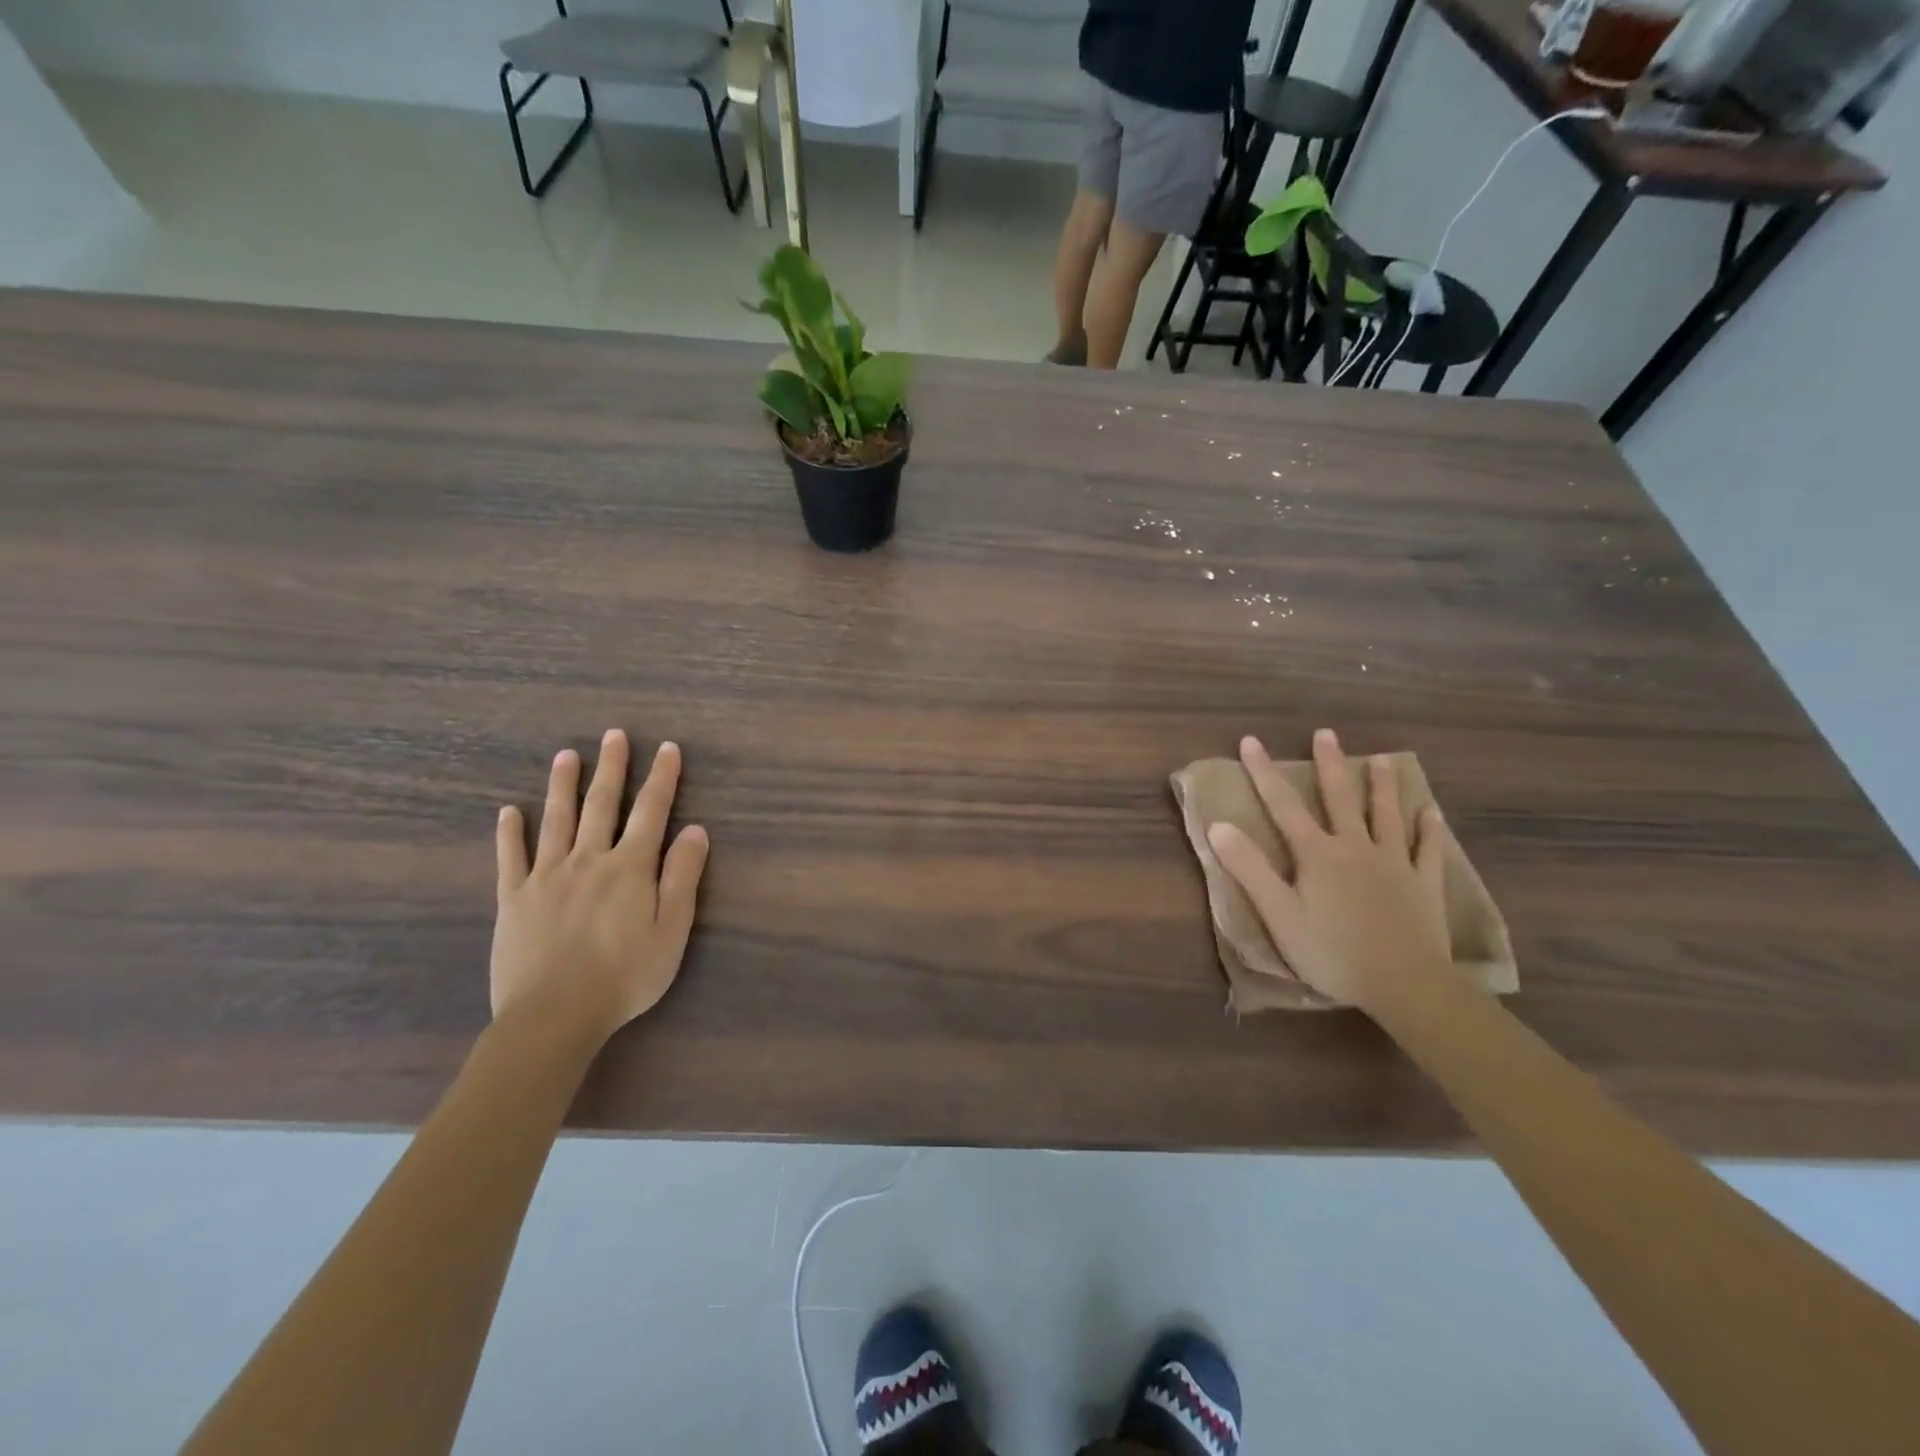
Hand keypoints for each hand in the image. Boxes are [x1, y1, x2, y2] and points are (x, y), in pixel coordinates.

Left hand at [491, 730, 709, 1039]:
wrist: (554, 1016)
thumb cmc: (625, 976)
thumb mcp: (672, 931)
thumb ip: (682, 877)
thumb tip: (696, 831)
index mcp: (630, 868)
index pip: (652, 811)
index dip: (662, 778)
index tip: (668, 748)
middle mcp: (588, 860)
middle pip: (601, 805)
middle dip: (611, 768)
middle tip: (614, 735)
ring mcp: (546, 876)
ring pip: (556, 820)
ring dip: (563, 785)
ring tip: (566, 755)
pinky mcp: (514, 899)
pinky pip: (511, 857)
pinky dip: (511, 832)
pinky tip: (509, 811)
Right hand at [1207, 729, 1451, 1012]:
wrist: (1404, 983)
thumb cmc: (1332, 951)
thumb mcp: (1278, 914)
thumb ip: (1249, 868)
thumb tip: (1218, 825)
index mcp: (1317, 854)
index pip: (1283, 805)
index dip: (1264, 772)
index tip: (1251, 741)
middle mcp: (1355, 847)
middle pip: (1339, 799)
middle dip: (1329, 764)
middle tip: (1326, 734)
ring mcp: (1394, 863)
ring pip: (1385, 815)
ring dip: (1381, 786)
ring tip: (1381, 759)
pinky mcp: (1424, 884)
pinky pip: (1428, 850)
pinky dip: (1429, 830)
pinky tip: (1432, 813)